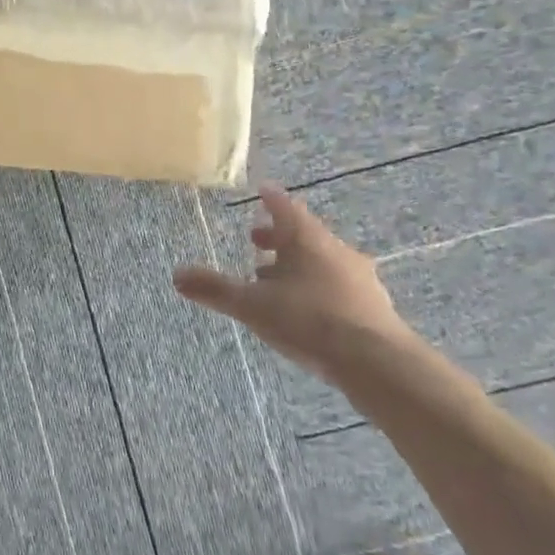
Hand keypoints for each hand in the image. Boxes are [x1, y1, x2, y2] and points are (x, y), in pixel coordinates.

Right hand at [173, 185, 422, 382]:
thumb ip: (215, 289)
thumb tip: (176, 274)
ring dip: (297, 265)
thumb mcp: (252, 305)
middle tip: (256, 242)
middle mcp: (335, 250)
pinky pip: (338, 286)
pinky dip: (317, 287)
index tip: (261, 191)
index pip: (285, 207)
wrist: (378, 363)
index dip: (270, 199)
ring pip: (322, 261)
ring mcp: (359, 278)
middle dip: (278, 237)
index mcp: (306, 239)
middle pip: (304, 234)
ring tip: (274, 280)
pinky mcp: (373, 306)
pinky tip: (306, 310)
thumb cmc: (309, 320)